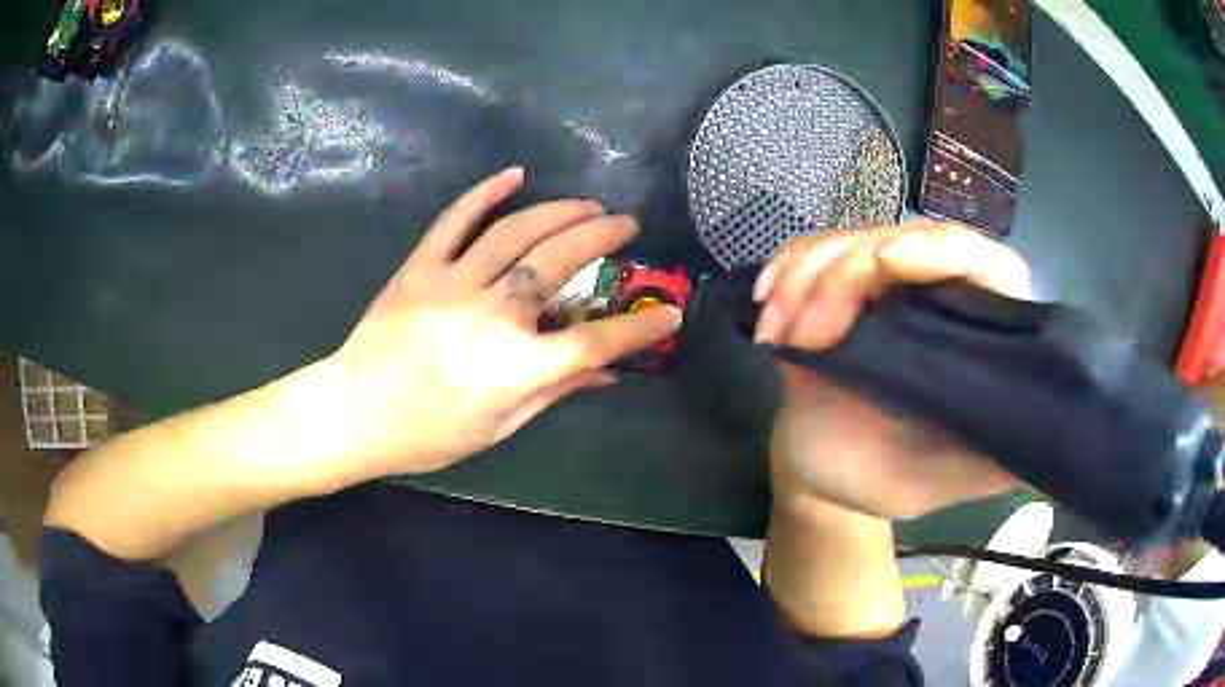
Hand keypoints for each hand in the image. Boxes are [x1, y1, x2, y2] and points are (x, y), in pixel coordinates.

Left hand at [330, 168, 680, 476]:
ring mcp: (454, 281)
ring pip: (517, 231)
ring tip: (587, 204)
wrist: (354, 412)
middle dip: (603, 237)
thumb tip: (606, 374)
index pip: (596, 340)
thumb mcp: (499, 426)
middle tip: (626, 224)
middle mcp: (493, 313)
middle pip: (561, 262)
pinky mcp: (421, 266)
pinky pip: (456, 220)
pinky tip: (514, 175)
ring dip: (560, 210)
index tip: (671, 313)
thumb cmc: (428, 434)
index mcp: (517, 365)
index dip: (640, 328)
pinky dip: (485, 194)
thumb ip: (555, 391)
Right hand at [755, 222, 1032, 519]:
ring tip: (777, 334)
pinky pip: (810, 252)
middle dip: (844, 276)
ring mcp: (885, 284)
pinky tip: (765, 309)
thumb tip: (1053, 442)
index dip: (945, 250)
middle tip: (808, 335)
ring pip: (848, 240)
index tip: (889, 265)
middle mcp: (937, 296)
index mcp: (975, 336)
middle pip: (903, 239)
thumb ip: (992, 459)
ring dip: (804, 279)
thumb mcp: (941, 479)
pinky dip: (783, 273)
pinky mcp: (838, 285)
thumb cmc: (882, 478)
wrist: (819, 472)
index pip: (987, 264)